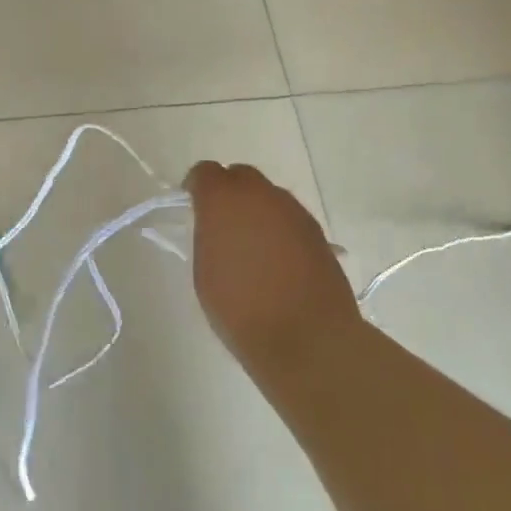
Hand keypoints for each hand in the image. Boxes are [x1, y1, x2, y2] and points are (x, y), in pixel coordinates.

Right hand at [185, 162, 358, 374]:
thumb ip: (207, 236)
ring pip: (268, 196)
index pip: (205, 172)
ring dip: (256, 211)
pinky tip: (279, 260)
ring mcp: (293, 210)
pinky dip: (279, 229)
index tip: (194, 209)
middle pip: (240, 176)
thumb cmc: (242, 309)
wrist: (308, 337)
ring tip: (253, 247)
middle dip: (229, 193)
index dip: (197, 187)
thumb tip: (216, 226)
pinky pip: (289, 217)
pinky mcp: (316, 230)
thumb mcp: (205, 273)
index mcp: (224, 199)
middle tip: (223, 225)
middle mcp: (260, 194)